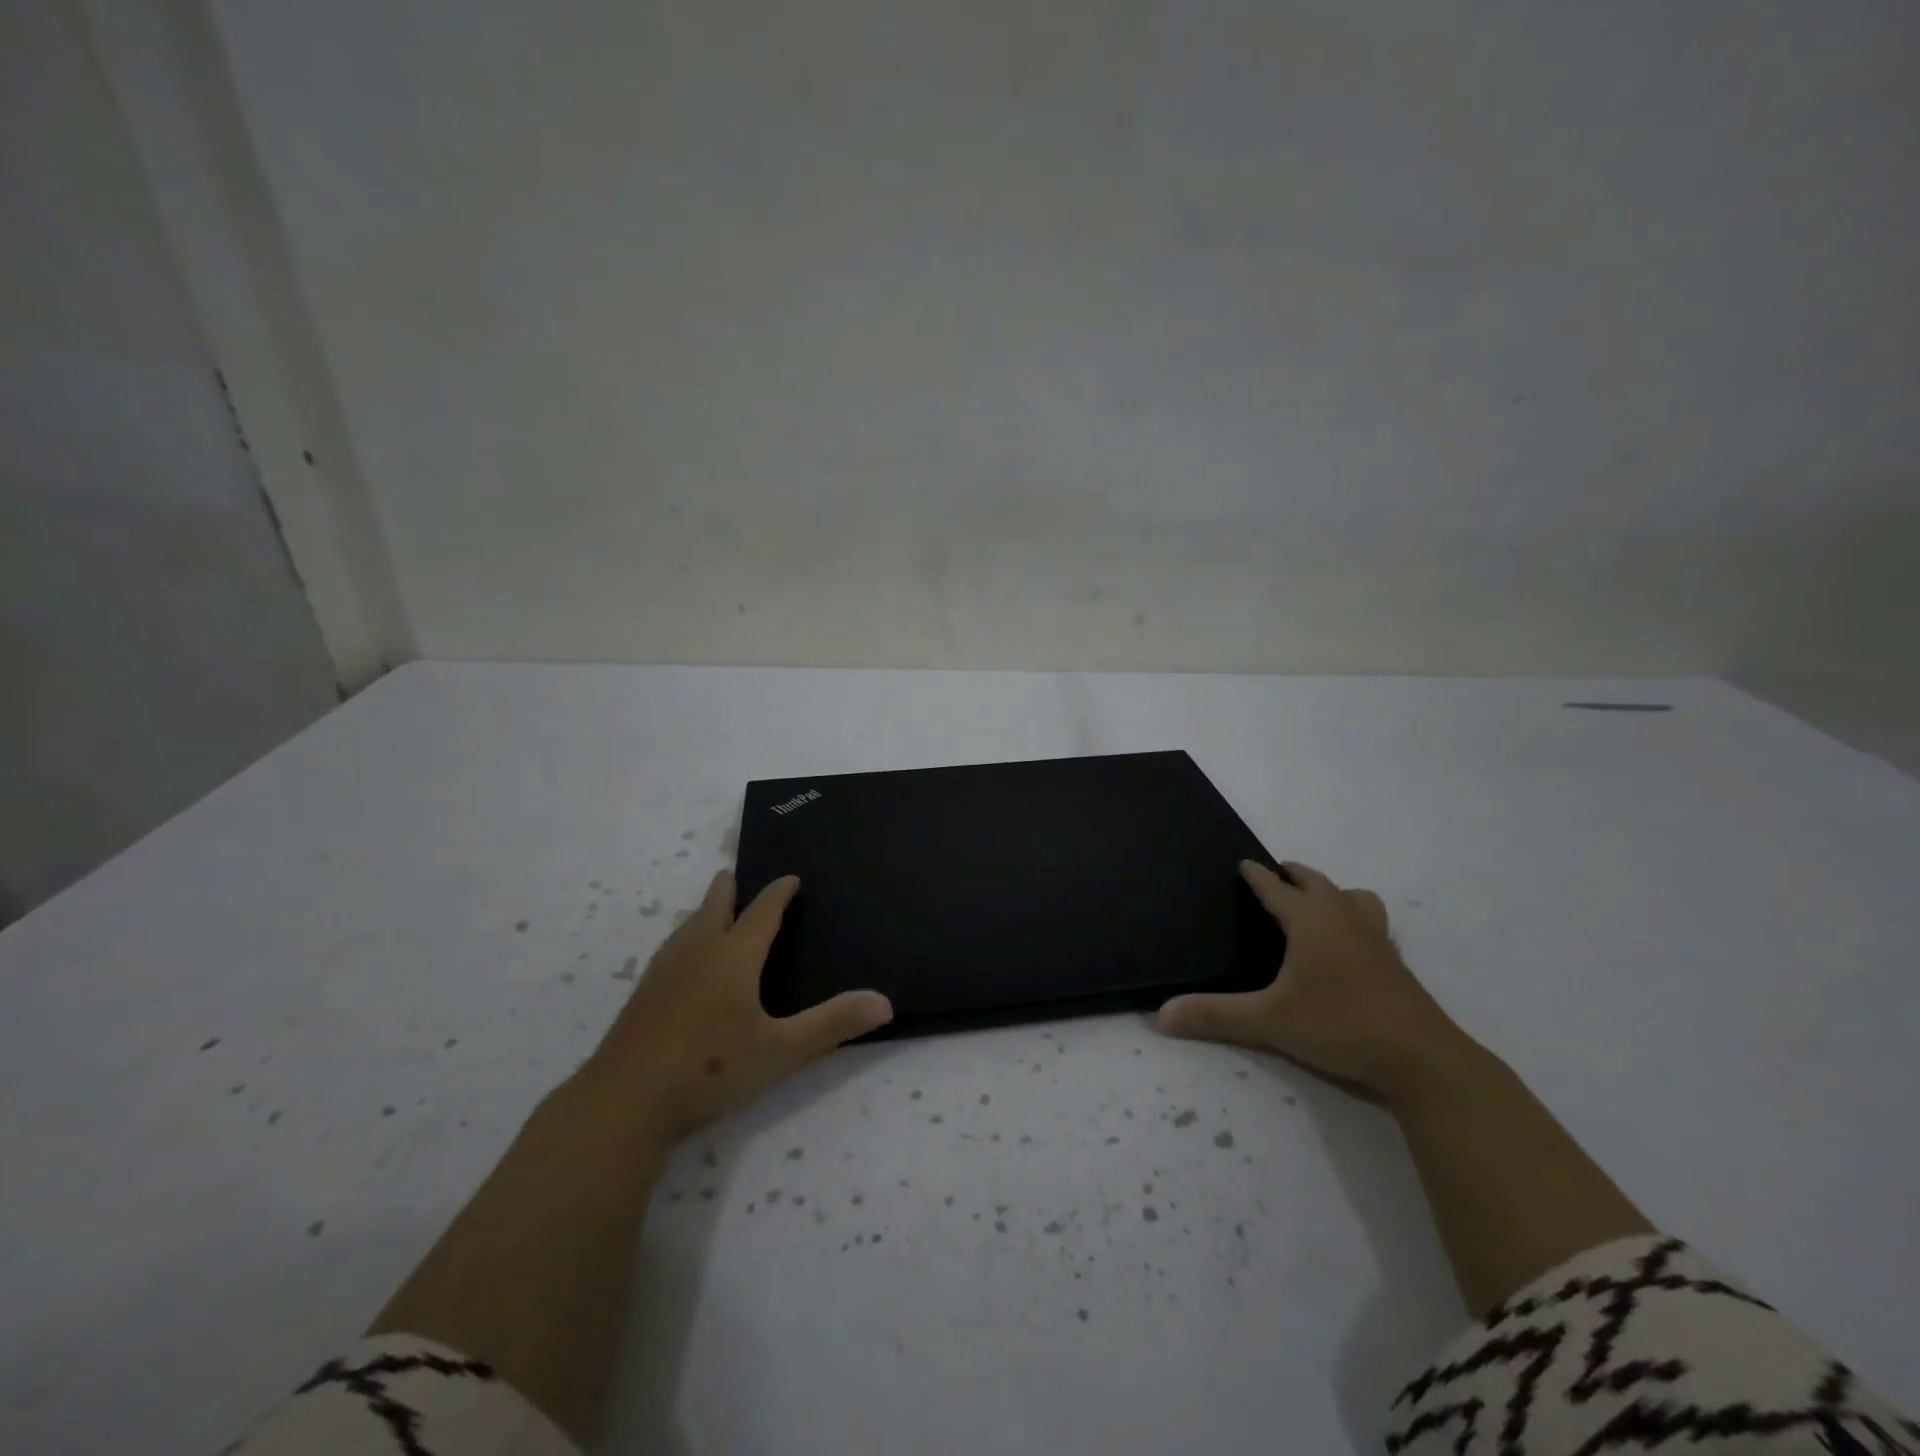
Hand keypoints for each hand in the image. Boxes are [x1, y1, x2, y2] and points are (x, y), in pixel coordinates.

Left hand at [573, 870, 892, 1145]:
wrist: (623, 1102)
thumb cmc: (710, 1068)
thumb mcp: (781, 1050)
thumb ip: (833, 1024)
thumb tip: (885, 1002)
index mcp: (734, 956)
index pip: (762, 911)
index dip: (779, 892)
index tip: (790, 877)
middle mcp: (698, 952)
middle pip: (715, 907)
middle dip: (728, 889)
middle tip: (735, 876)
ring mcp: (664, 972)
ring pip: (687, 927)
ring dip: (703, 912)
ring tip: (710, 910)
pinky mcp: (642, 995)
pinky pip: (670, 949)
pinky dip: (685, 938)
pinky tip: (680, 962)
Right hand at [1156, 859, 1471, 1097]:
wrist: (1421, 1060)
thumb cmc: (1340, 1025)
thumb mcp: (1269, 1022)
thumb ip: (1215, 1016)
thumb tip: (1160, 1016)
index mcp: (1311, 921)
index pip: (1276, 888)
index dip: (1257, 876)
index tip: (1244, 863)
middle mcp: (1344, 920)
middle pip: (1318, 883)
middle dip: (1295, 875)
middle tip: (1278, 875)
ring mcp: (1376, 941)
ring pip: (1356, 899)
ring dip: (1335, 893)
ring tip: (1319, 905)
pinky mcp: (1395, 965)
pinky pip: (1372, 925)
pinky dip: (1356, 921)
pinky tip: (1349, 948)